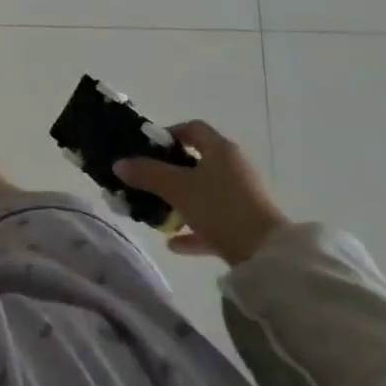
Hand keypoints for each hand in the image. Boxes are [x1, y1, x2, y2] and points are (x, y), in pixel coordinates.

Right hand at [115, 122, 290, 264]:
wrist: (267, 256)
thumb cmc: (220, 208)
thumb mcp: (177, 188)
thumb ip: (147, 174)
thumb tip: (118, 163)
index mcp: (221, 150)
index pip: (193, 129)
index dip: (170, 134)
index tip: (149, 148)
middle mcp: (234, 167)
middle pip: (198, 162)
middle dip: (172, 172)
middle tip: (149, 182)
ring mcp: (243, 197)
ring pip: (205, 193)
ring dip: (182, 202)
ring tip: (159, 213)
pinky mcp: (247, 225)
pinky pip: (214, 220)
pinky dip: (195, 229)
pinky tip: (174, 243)